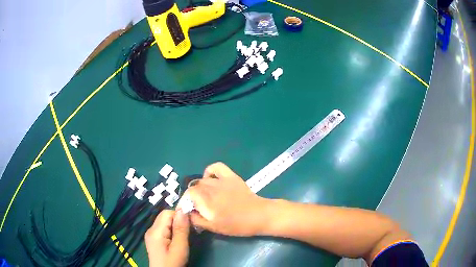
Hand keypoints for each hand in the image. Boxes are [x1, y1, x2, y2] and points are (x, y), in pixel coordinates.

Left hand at [144, 210, 189, 266]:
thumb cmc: (173, 263)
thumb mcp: (179, 248)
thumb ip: (181, 229)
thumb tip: (183, 210)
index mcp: (155, 231)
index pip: (167, 213)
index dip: (180, 216)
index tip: (191, 225)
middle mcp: (151, 230)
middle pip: (165, 217)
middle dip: (178, 221)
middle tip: (190, 232)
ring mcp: (151, 235)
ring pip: (165, 223)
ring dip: (176, 227)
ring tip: (185, 237)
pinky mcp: (154, 240)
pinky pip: (164, 229)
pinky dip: (172, 231)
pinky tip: (178, 240)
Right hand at [179, 162, 268, 236]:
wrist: (259, 215)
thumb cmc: (237, 225)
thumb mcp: (214, 227)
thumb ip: (197, 220)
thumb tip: (187, 213)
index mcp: (206, 201)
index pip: (188, 194)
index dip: (185, 201)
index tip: (188, 210)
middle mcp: (211, 187)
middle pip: (194, 187)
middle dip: (192, 197)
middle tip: (198, 206)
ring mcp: (221, 180)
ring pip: (203, 179)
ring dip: (200, 187)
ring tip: (204, 196)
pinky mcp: (231, 176)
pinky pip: (216, 167)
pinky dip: (210, 171)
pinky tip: (211, 179)